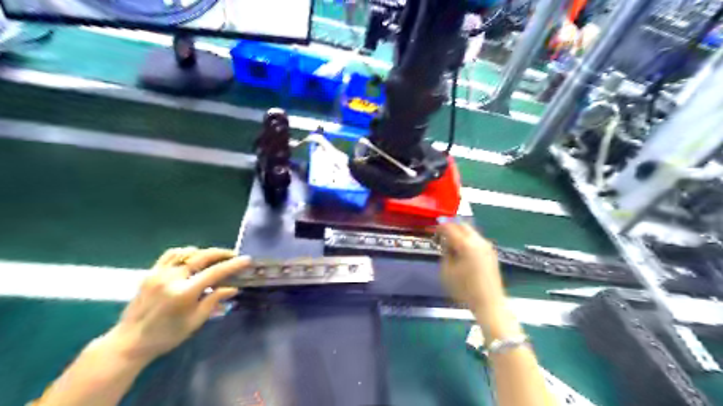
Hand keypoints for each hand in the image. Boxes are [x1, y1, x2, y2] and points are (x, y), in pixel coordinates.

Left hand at [106, 248, 250, 364]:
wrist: (129, 342)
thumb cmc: (166, 336)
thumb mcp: (195, 321)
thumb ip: (214, 301)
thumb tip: (233, 288)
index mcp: (184, 293)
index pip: (215, 272)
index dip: (233, 265)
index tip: (247, 259)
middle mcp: (172, 278)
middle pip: (202, 256)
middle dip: (221, 253)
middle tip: (234, 255)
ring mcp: (159, 273)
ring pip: (187, 252)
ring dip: (204, 252)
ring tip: (214, 258)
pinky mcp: (150, 273)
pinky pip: (170, 255)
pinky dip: (185, 252)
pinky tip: (192, 257)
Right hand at [438, 222, 503, 313]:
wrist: (489, 304)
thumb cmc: (465, 290)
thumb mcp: (447, 271)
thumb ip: (445, 252)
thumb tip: (446, 243)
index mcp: (466, 245)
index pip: (450, 228)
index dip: (440, 227)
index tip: (434, 233)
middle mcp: (478, 241)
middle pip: (463, 225)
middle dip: (451, 227)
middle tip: (442, 236)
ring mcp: (487, 246)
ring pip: (471, 232)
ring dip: (460, 233)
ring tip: (452, 245)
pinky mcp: (491, 253)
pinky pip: (477, 240)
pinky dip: (468, 240)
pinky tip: (463, 251)